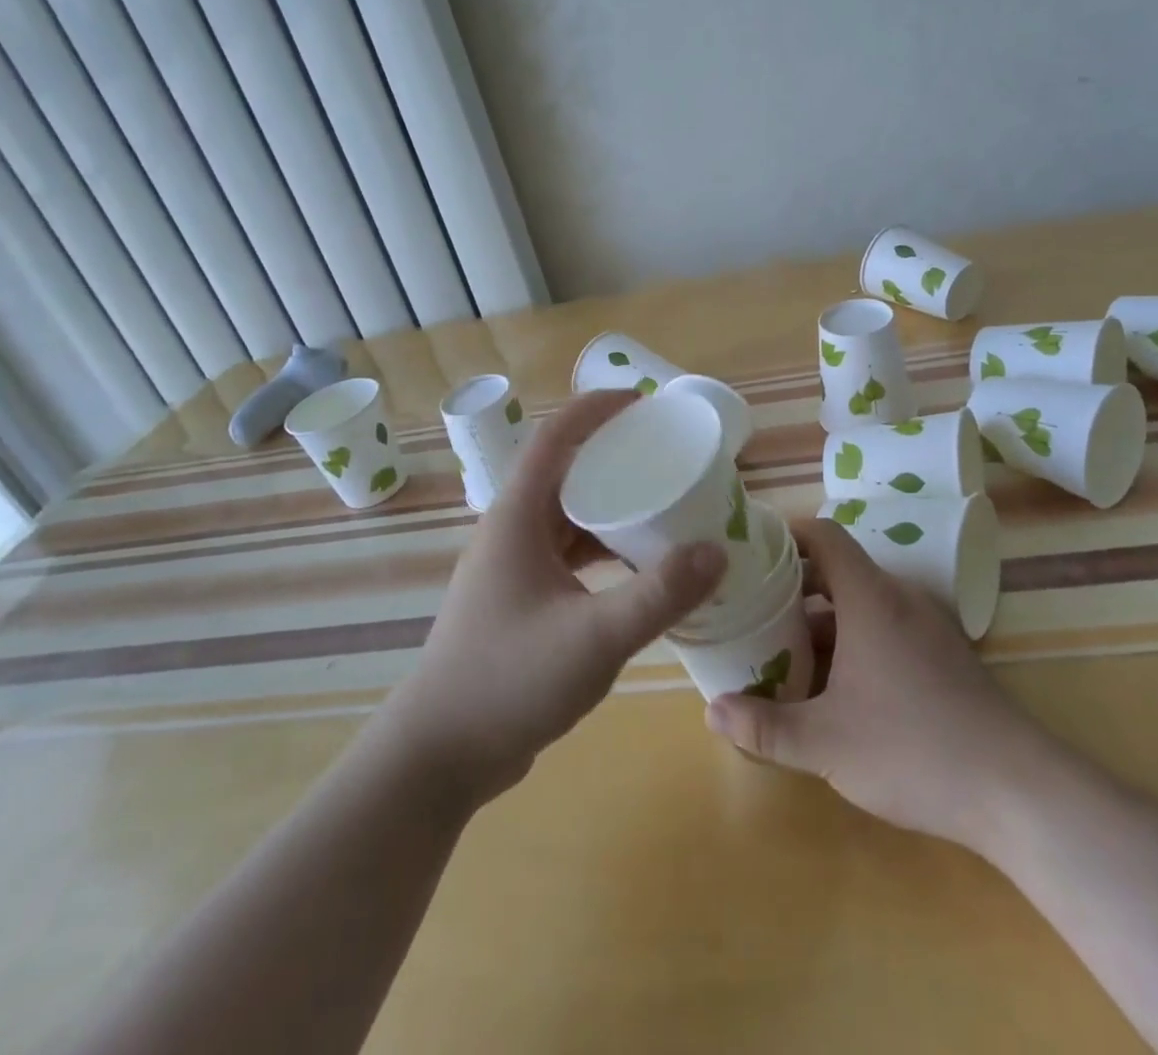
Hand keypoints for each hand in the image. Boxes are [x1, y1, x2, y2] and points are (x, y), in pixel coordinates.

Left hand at [385, 390, 724, 809]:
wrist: (440, 756)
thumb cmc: (509, 681)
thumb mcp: (595, 638)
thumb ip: (659, 595)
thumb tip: (717, 551)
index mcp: (517, 517)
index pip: (554, 437)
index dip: (595, 409)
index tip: (642, 401)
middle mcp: (512, 531)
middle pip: (564, 472)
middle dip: (613, 456)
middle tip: (666, 456)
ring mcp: (513, 568)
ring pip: (567, 516)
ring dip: (610, 506)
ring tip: (662, 506)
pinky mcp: (521, 600)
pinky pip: (568, 554)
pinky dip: (603, 549)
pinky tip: (638, 569)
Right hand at [704, 519, 1040, 852]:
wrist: (1016, 790)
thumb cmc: (912, 748)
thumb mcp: (825, 743)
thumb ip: (765, 726)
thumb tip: (712, 712)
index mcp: (871, 597)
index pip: (824, 536)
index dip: (787, 534)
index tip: (751, 551)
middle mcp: (900, 599)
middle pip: (839, 570)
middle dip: (793, 586)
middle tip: (752, 608)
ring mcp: (927, 627)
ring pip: (862, 604)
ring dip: (822, 620)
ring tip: (782, 650)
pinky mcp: (944, 656)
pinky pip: (886, 628)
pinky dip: (852, 640)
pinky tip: (834, 686)